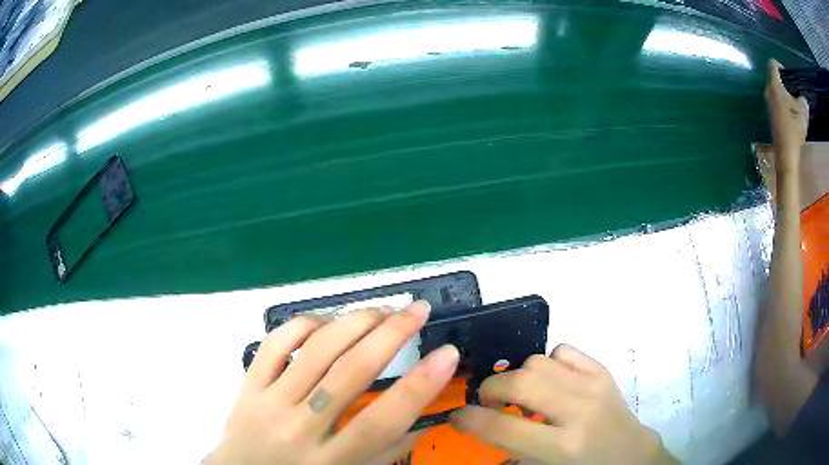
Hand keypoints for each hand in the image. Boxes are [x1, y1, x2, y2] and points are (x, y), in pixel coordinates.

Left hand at [205, 301, 458, 464]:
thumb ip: (386, 451)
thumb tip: (425, 420)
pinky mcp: (248, 384)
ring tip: (382, 310)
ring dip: (354, 322)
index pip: (381, 420)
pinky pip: (275, 344)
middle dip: (391, 335)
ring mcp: (269, 402)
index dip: (419, 386)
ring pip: (315, 351)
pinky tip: (328, 319)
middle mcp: (300, 428)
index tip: (447, 354)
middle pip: (349, 374)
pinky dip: (304, 323)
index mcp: (330, 461)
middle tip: (418, 310)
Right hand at [450, 345, 676, 464]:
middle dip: (491, 388)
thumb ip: (512, 449)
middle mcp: (578, 411)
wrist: (631, 455)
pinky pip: (563, 350)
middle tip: (488, 401)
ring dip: (519, 375)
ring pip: (538, 361)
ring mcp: (594, 385)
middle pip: (520, 381)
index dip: (469, 419)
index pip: (502, 427)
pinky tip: (551, 381)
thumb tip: (481, 425)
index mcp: (561, 447)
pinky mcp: (603, 371)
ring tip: (521, 393)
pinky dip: (548, 363)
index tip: (457, 416)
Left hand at [765, 59, 808, 173]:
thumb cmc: (794, 126)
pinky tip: (792, 117)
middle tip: (793, 92)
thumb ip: (802, 101)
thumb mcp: (802, 111)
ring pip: (776, 93)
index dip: (779, 65)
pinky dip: (784, 107)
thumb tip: (802, 99)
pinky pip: (777, 105)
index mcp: (775, 84)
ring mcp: (768, 103)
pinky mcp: (770, 115)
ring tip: (794, 107)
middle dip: (784, 84)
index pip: (772, 65)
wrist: (786, 150)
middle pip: (775, 80)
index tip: (786, 73)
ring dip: (785, 97)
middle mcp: (768, 90)